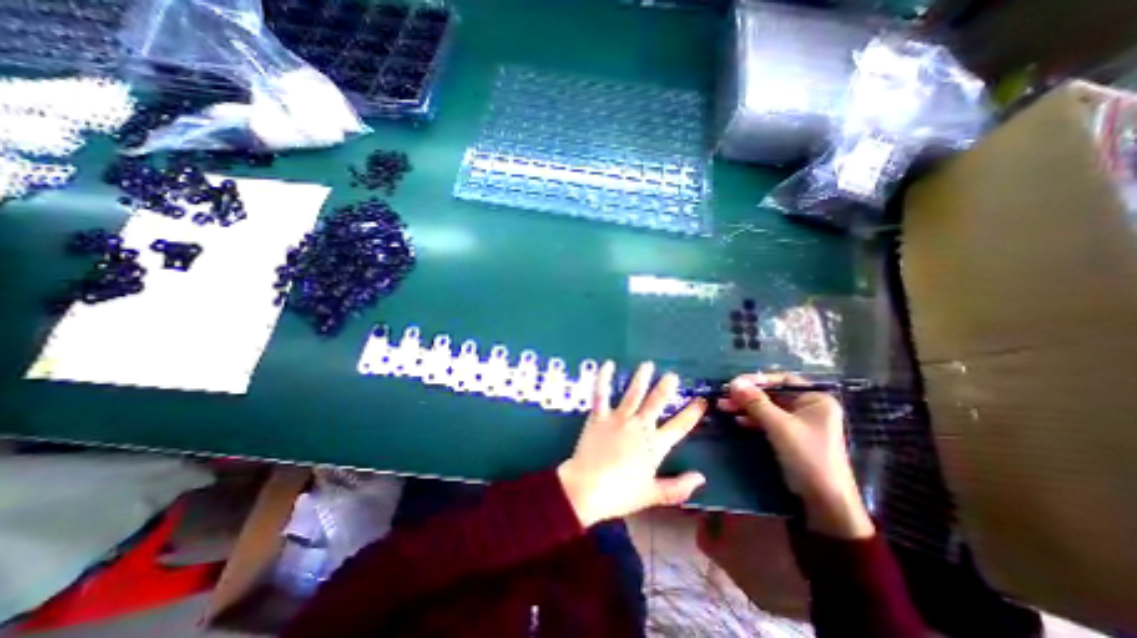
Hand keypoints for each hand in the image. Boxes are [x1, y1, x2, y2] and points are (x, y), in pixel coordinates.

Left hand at [556, 362, 707, 526]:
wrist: (587, 489)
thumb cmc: (620, 494)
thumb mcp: (653, 495)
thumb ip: (678, 487)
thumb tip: (701, 477)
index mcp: (654, 445)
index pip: (679, 426)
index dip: (692, 413)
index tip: (702, 401)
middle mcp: (639, 426)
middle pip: (656, 402)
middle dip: (666, 387)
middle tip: (672, 375)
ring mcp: (618, 418)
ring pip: (633, 393)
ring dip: (641, 378)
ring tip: (647, 365)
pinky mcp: (599, 416)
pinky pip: (601, 393)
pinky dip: (604, 378)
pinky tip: (608, 364)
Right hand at [717, 372, 872, 539]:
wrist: (824, 501)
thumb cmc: (807, 456)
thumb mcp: (779, 425)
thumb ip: (756, 402)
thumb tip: (734, 383)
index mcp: (815, 399)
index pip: (782, 380)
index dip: (757, 380)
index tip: (734, 383)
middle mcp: (808, 407)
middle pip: (772, 394)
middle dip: (747, 395)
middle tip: (724, 396)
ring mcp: (799, 423)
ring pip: (767, 407)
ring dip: (746, 406)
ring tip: (723, 406)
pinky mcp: (790, 436)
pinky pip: (768, 421)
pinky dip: (752, 419)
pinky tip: (737, 420)